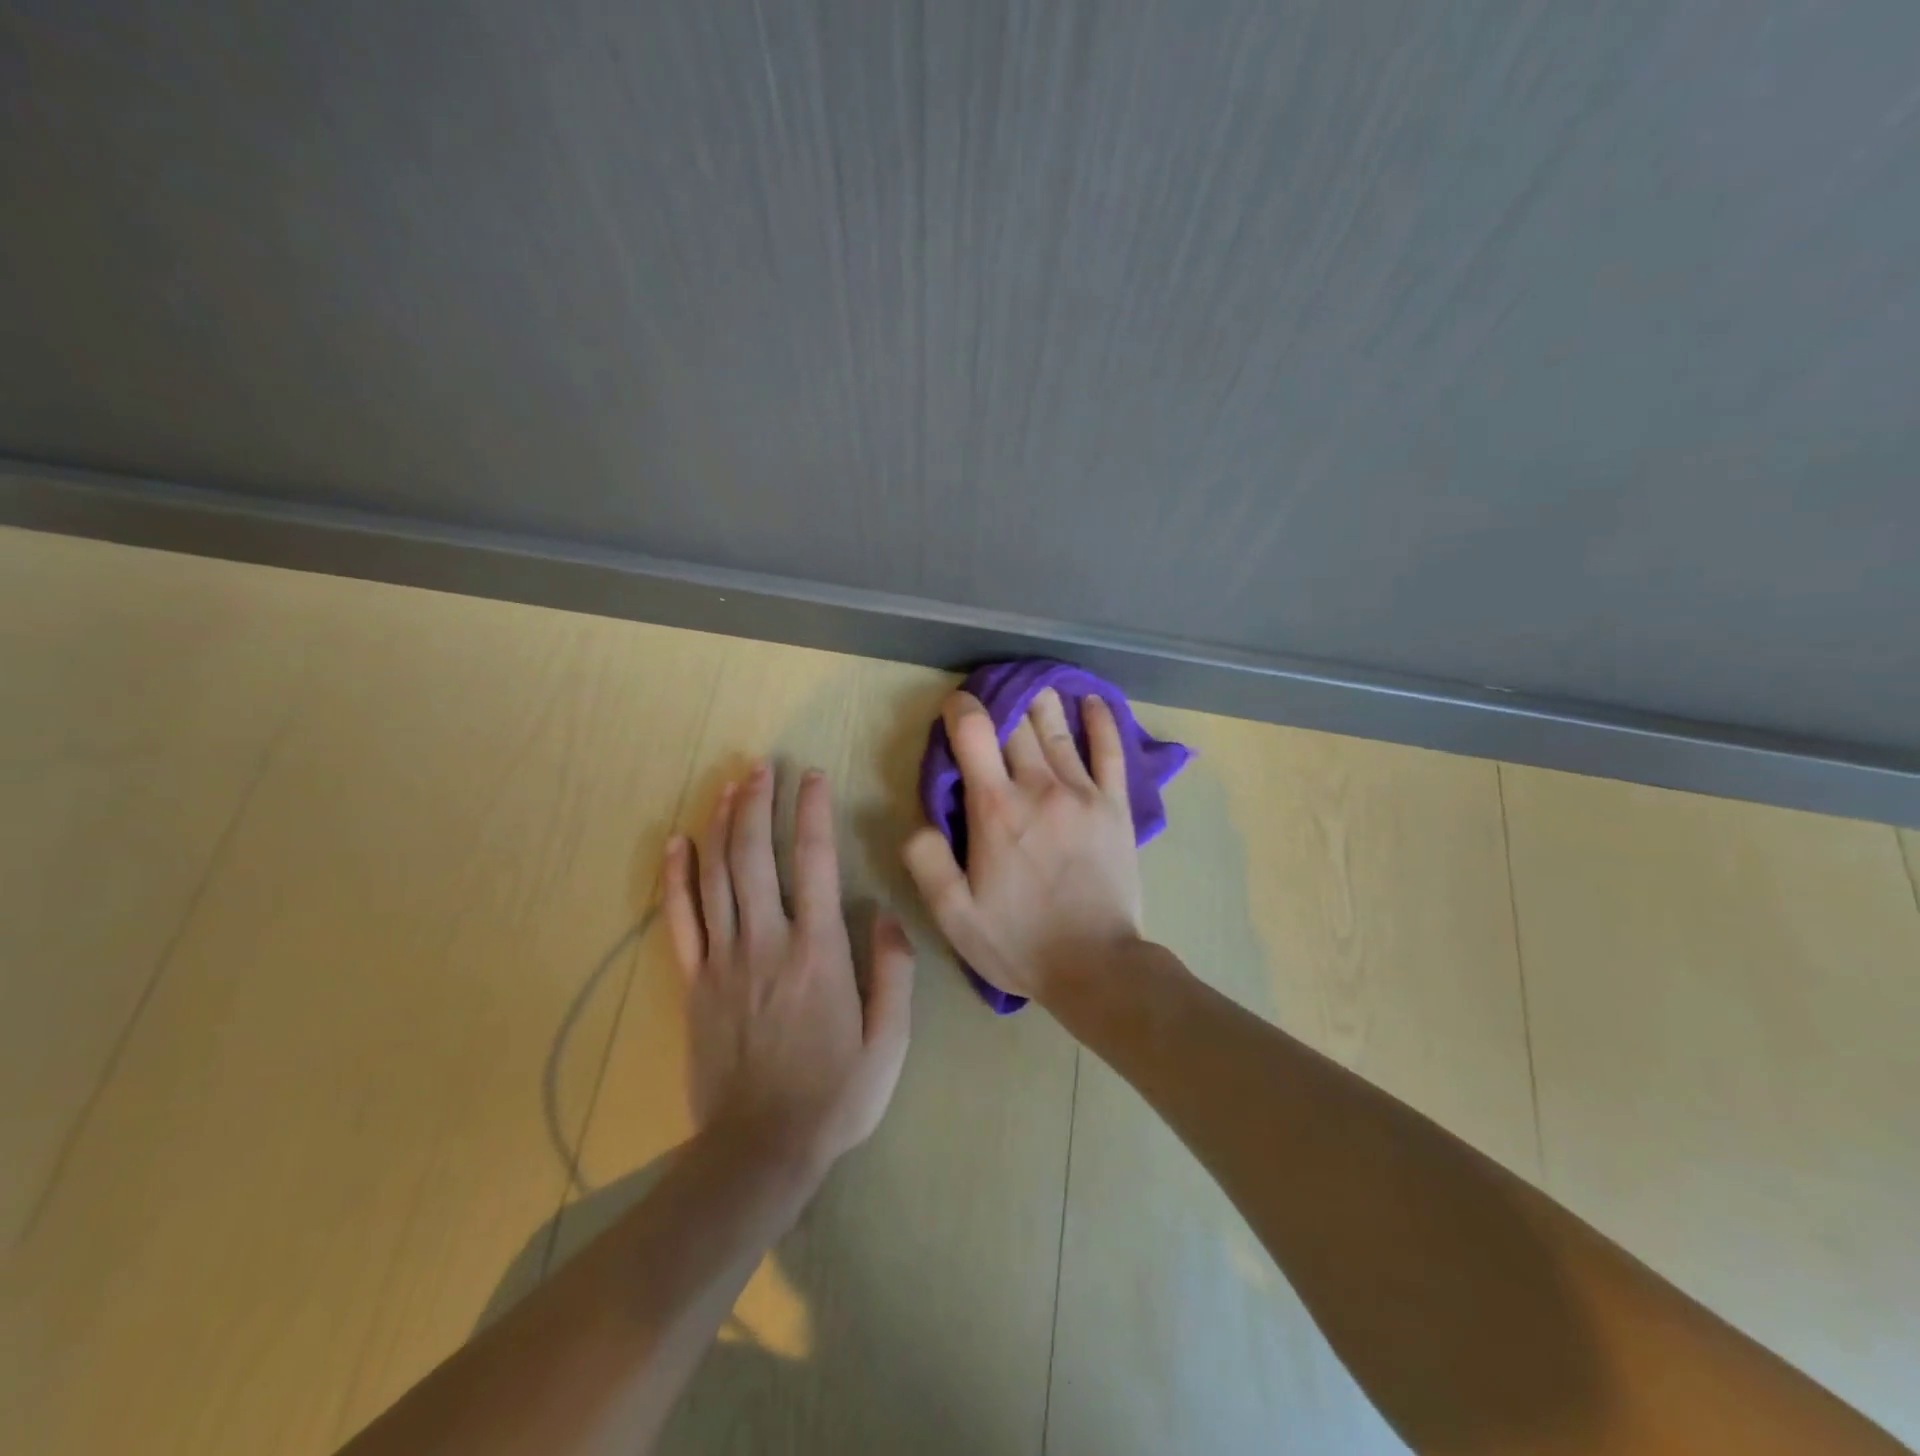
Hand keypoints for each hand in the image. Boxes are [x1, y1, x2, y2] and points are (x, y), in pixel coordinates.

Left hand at [664, 762, 914, 1171]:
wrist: (760, 1152)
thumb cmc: (835, 1095)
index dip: (812, 812)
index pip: (814, 862)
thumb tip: (886, 913)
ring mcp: (724, 960)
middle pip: (756, 855)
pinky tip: (676, 842)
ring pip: (718, 876)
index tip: (813, 777)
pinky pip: (680, 919)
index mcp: (819, 952)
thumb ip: (894, 972)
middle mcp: (767, 942)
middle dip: (758, 803)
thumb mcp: (889, 1042)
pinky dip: (676, 877)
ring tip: (730, 784)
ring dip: (723, 824)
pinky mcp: (694, 983)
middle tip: (762, 765)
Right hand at [902, 688, 1143, 1005]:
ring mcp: (1082, 793)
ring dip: (1041, 702)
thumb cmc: (1018, 941)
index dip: (961, 708)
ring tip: (1032, 686)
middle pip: (1017, 723)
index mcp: (995, 808)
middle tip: (992, 698)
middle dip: (1000, 703)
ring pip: (1058, 729)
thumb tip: (917, 820)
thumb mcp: (953, 915)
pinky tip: (1092, 701)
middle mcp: (1038, 787)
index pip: (974, 731)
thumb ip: (926, 862)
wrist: (1097, 966)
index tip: (955, 707)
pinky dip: (1101, 721)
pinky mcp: (1116, 806)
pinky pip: (1111, 751)